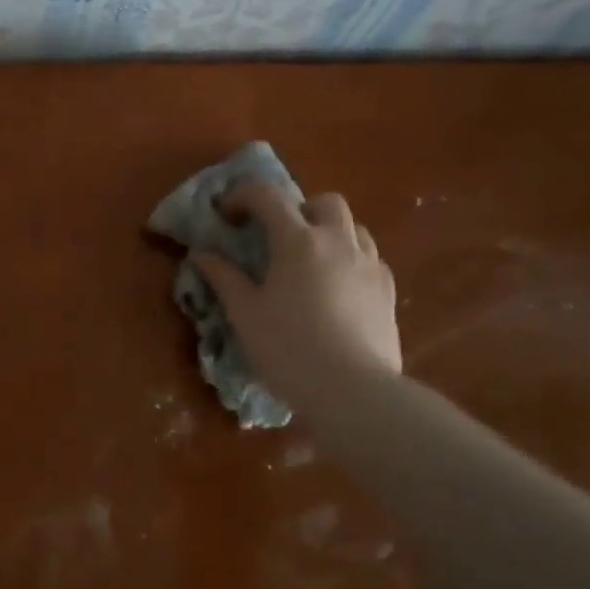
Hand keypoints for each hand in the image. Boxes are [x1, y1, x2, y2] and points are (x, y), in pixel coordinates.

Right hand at [190, 182, 400, 403]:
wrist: (354, 392)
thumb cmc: (289, 348)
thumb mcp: (244, 313)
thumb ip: (223, 278)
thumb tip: (201, 254)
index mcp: (298, 241)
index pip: (267, 196)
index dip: (242, 196)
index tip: (226, 216)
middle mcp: (338, 242)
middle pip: (323, 202)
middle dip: (298, 209)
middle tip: (278, 237)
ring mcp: (369, 265)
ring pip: (354, 227)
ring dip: (329, 232)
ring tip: (310, 262)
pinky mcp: (388, 291)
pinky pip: (370, 258)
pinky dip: (350, 260)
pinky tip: (336, 288)